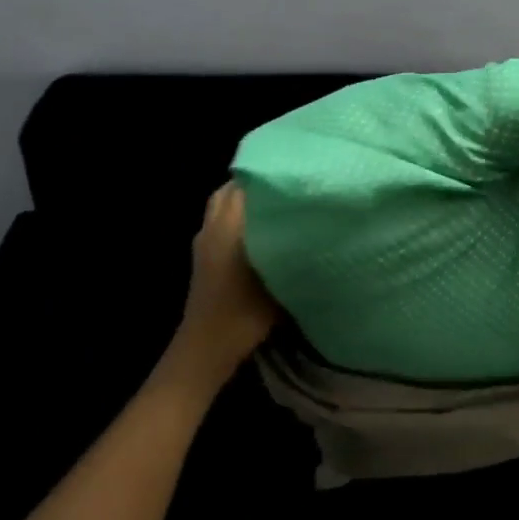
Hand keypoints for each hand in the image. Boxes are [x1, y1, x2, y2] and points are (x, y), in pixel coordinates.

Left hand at [160, 183, 279, 395]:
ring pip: (223, 204)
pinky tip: (262, 230)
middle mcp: (213, 226)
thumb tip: (316, 224)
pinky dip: (237, 216)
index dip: (271, 174)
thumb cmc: (244, 313)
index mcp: (230, 225)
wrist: (206, 347)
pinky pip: (219, 220)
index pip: (246, 183)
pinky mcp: (202, 255)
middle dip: (258, 183)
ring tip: (277, 205)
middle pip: (232, 188)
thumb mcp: (280, 280)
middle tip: (289, 186)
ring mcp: (204, 240)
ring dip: (245, 200)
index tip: (297, 172)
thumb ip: (294, 248)